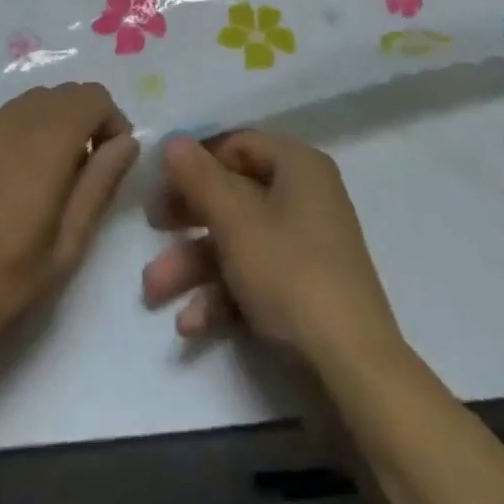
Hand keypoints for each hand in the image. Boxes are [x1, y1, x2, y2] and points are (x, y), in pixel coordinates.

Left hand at [0, 83, 136, 384]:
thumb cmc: (2, 286)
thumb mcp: (67, 244)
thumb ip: (101, 183)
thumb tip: (127, 142)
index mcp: (45, 141)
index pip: (93, 96)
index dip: (113, 122)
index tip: (113, 163)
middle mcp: (13, 121)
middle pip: (64, 93)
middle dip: (86, 120)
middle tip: (86, 173)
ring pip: (32, 103)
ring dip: (54, 124)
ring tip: (51, 178)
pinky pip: (3, 120)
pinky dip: (23, 133)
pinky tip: (12, 183)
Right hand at [141, 131, 401, 371]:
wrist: (351, 363)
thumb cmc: (290, 272)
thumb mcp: (236, 221)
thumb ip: (199, 178)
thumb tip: (173, 139)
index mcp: (297, 165)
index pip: (239, 144)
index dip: (198, 160)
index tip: (161, 181)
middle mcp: (304, 196)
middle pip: (235, 194)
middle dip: (188, 218)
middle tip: (152, 227)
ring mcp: (306, 244)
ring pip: (239, 240)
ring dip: (195, 264)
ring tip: (154, 291)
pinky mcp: (304, 288)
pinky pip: (256, 276)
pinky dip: (223, 294)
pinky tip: (191, 324)